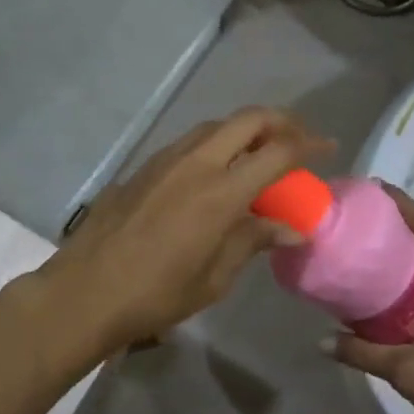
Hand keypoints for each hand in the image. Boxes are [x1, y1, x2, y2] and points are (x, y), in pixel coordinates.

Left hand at [30, 107, 331, 354]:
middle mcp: (196, 162)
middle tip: (298, 140)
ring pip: (216, 126)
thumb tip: (292, 228)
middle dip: (281, 121)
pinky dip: (216, 144)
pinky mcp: (144, 166)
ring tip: (260, 154)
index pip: (277, 153)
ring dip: (245, 130)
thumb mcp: (214, 277)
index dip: (308, 145)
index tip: (328, 148)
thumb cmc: (155, 294)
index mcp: (220, 192)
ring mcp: (165, 159)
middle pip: (248, 119)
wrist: (85, 290)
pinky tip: (217, 172)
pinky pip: (190, 142)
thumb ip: (253, 241)